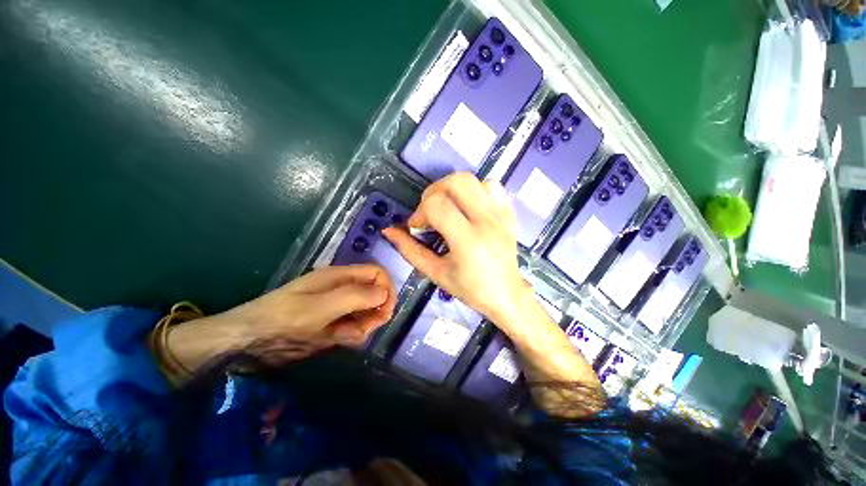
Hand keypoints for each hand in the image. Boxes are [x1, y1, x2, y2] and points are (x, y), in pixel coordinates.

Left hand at [164, 265, 395, 373]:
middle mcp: (343, 289)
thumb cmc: (281, 319)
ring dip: (362, 326)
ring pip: (366, 313)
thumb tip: (385, 293)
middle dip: (375, 312)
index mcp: (340, 276)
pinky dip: (352, 335)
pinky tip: (336, 340)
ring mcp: (338, 307)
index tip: (385, 311)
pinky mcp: (332, 323)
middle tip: (361, 329)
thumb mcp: (318, 308)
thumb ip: (354, 297)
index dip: (386, 289)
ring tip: (342, 336)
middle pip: (375, 294)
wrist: (247, 342)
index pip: (377, 274)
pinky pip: (354, 327)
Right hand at [382, 173, 532, 330]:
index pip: (437, 205)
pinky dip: (475, 189)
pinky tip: (469, 206)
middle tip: (429, 212)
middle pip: (456, 182)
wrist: (506, 294)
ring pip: (473, 180)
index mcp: (468, 240)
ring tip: (448, 207)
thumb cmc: (470, 289)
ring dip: (452, 189)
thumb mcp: (436, 272)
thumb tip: (389, 231)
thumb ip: (410, 250)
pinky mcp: (508, 212)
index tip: (417, 227)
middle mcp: (486, 221)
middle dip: (434, 192)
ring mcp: (500, 214)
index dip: (419, 212)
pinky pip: (491, 185)